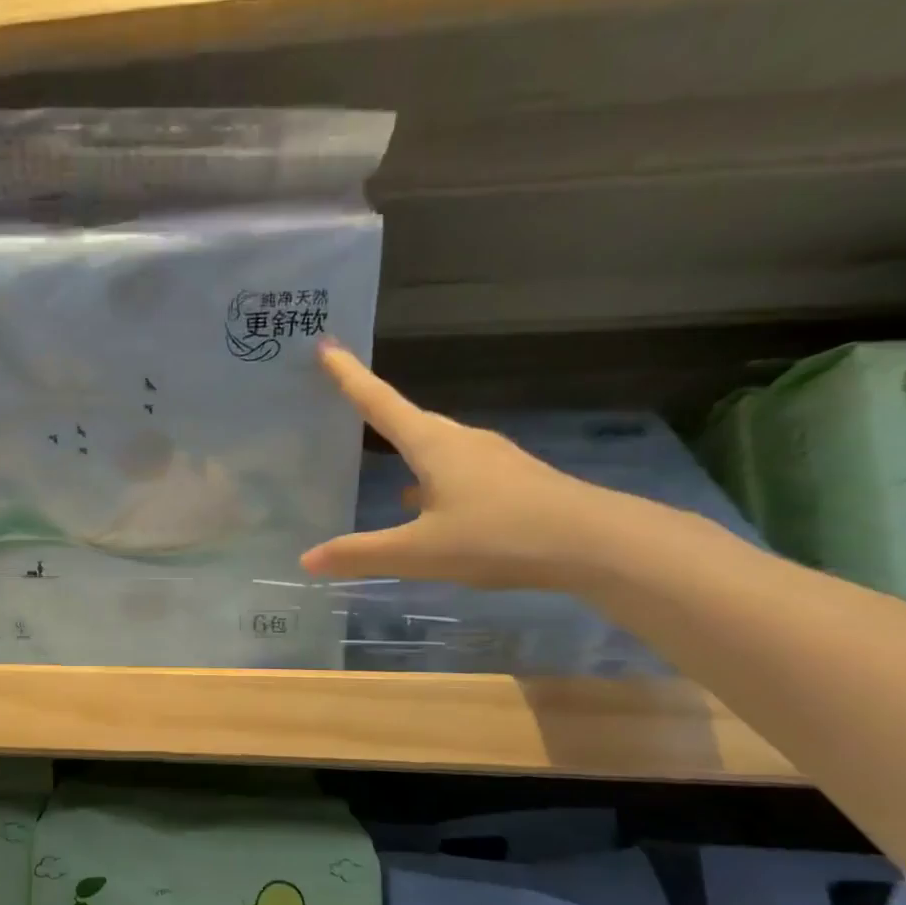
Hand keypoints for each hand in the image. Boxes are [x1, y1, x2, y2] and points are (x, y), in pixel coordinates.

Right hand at [300, 341, 628, 590]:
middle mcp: (461, 441)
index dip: (349, 375)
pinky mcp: (512, 480)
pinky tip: (427, 504)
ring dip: (406, 449)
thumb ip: (361, 555)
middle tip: (344, 401)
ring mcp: (492, 459)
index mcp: (433, 445)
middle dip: (376, 410)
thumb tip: (306, 560)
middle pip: (409, 419)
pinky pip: (457, 468)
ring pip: (436, 446)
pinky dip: (432, 477)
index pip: (379, 402)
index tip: (326, 344)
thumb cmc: (499, 537)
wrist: (598, 543)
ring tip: (380, 464)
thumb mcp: (420, 553)